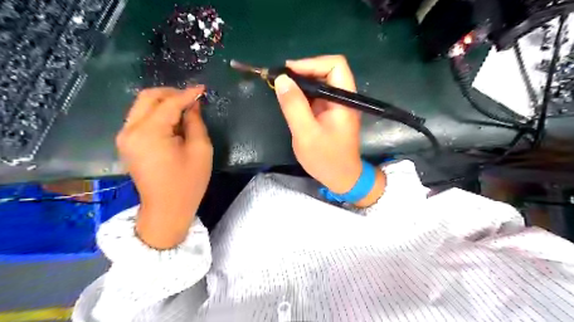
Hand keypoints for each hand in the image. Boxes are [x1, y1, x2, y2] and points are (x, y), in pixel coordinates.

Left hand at [114, 86, 210, 248]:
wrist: (166, 209)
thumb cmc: (188, 183)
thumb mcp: (201, 151)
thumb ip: (196, 123)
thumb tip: (193, 106)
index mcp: (150, 133)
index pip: (169, 104)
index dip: (187, 94)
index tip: (202, 88)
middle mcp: (130, 130)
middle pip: (147, 97)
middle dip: (171, 93)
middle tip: (192, 98)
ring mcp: (125, 137)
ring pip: (141, 106)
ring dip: (163, 103)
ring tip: (185, 109)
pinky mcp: (126, 143)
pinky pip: (140, 118)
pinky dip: (157, 114)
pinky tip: (173, 121)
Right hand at [274, 55, 385, 205]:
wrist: (341, 178)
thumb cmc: (326, 159)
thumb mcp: (306, 133)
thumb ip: (294, 106)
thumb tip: (282, 79)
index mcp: (344, 100)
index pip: (335, 65)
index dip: (312, 63)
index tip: (289, 72)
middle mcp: (343, 98)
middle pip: (327, 70)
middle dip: (303, 71)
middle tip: (280, 80)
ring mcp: (336, 105)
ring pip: (320, 82)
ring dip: (301, 82)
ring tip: (281, 88)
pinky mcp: (329, 113)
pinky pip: (316, 95)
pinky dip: (302, 94)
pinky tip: (290, 99)